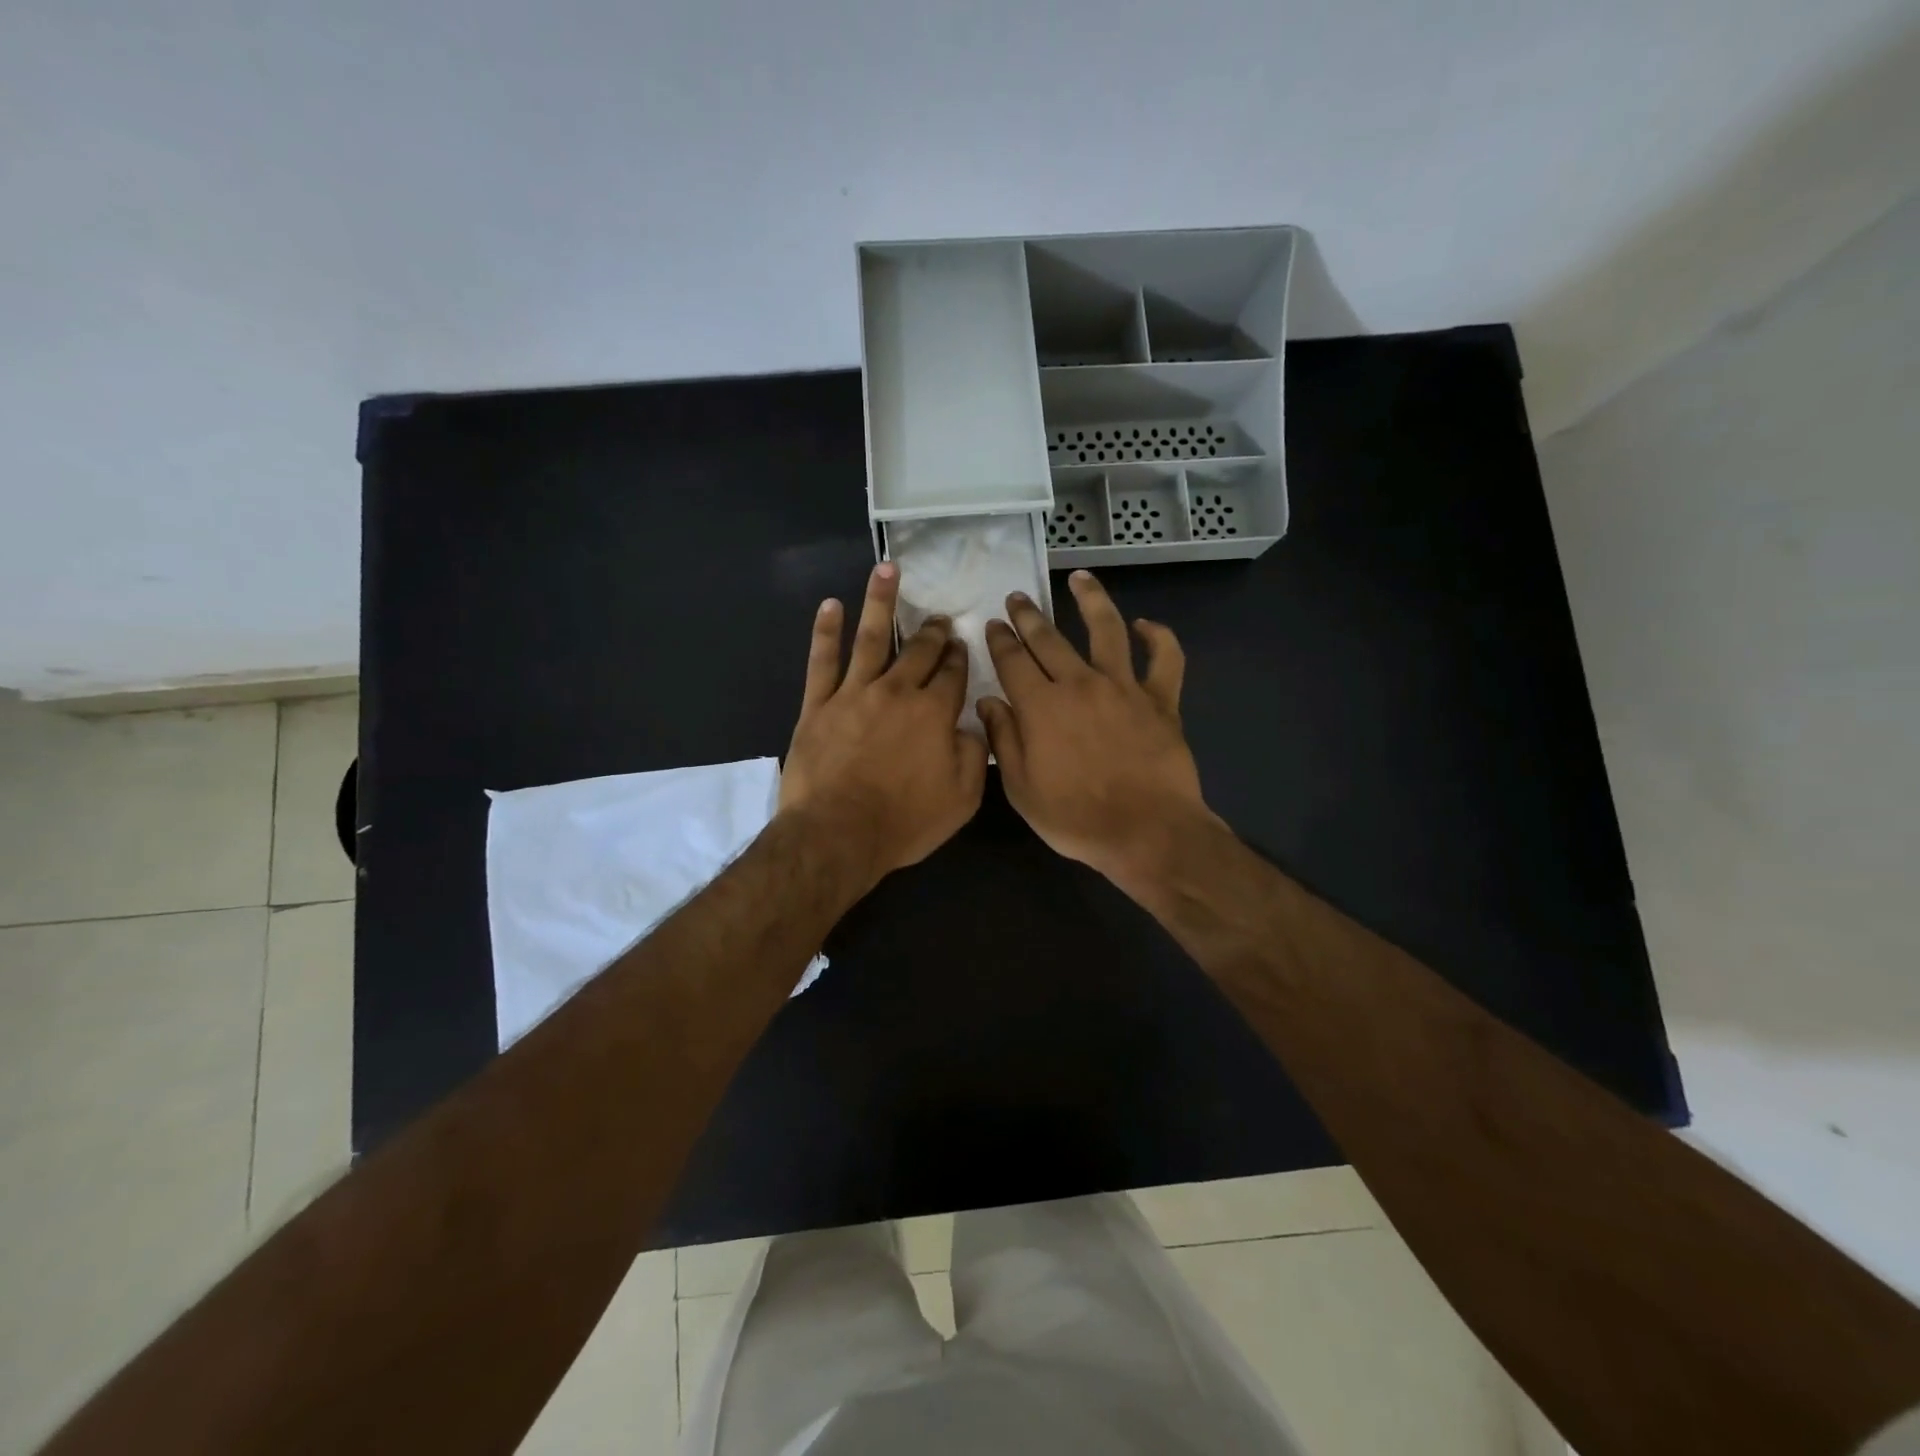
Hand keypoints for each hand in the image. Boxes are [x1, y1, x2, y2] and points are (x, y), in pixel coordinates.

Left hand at [779, 562, 988, 890]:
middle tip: (939, 618)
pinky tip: (831, 605)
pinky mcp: (819, 705)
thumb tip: (974, 726)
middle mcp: (897, 692)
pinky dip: (826, 631)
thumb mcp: (962, 800)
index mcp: (935, 713)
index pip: (953, 675)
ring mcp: (855, 694)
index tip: (962, 644)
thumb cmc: (904, 821)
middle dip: (933, 632)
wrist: (838, 833)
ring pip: (871, 638)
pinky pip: (822, 661)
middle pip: (919, 651)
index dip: (960, 658)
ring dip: (880, 601)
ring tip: (887, 569)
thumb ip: (974, 756)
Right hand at [978, 570, 1220, 892]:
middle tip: (1018, 598)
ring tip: (1080, 578)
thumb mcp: (1022, 788)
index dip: (999, 640)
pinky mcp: (1161, 700)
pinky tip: (1147, 625)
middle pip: (1049, 639)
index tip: (993, 625)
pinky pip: (1165, 659)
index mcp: (1040, 706)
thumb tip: (989, 702)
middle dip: (1029, 615)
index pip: (1012, 661)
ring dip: (1091, 599)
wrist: (1146, 832)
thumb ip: (1004, 740)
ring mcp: (1124, 687)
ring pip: (1107, 630)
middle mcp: (1079, 684)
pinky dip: (1159, 638)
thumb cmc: (1076, 818)